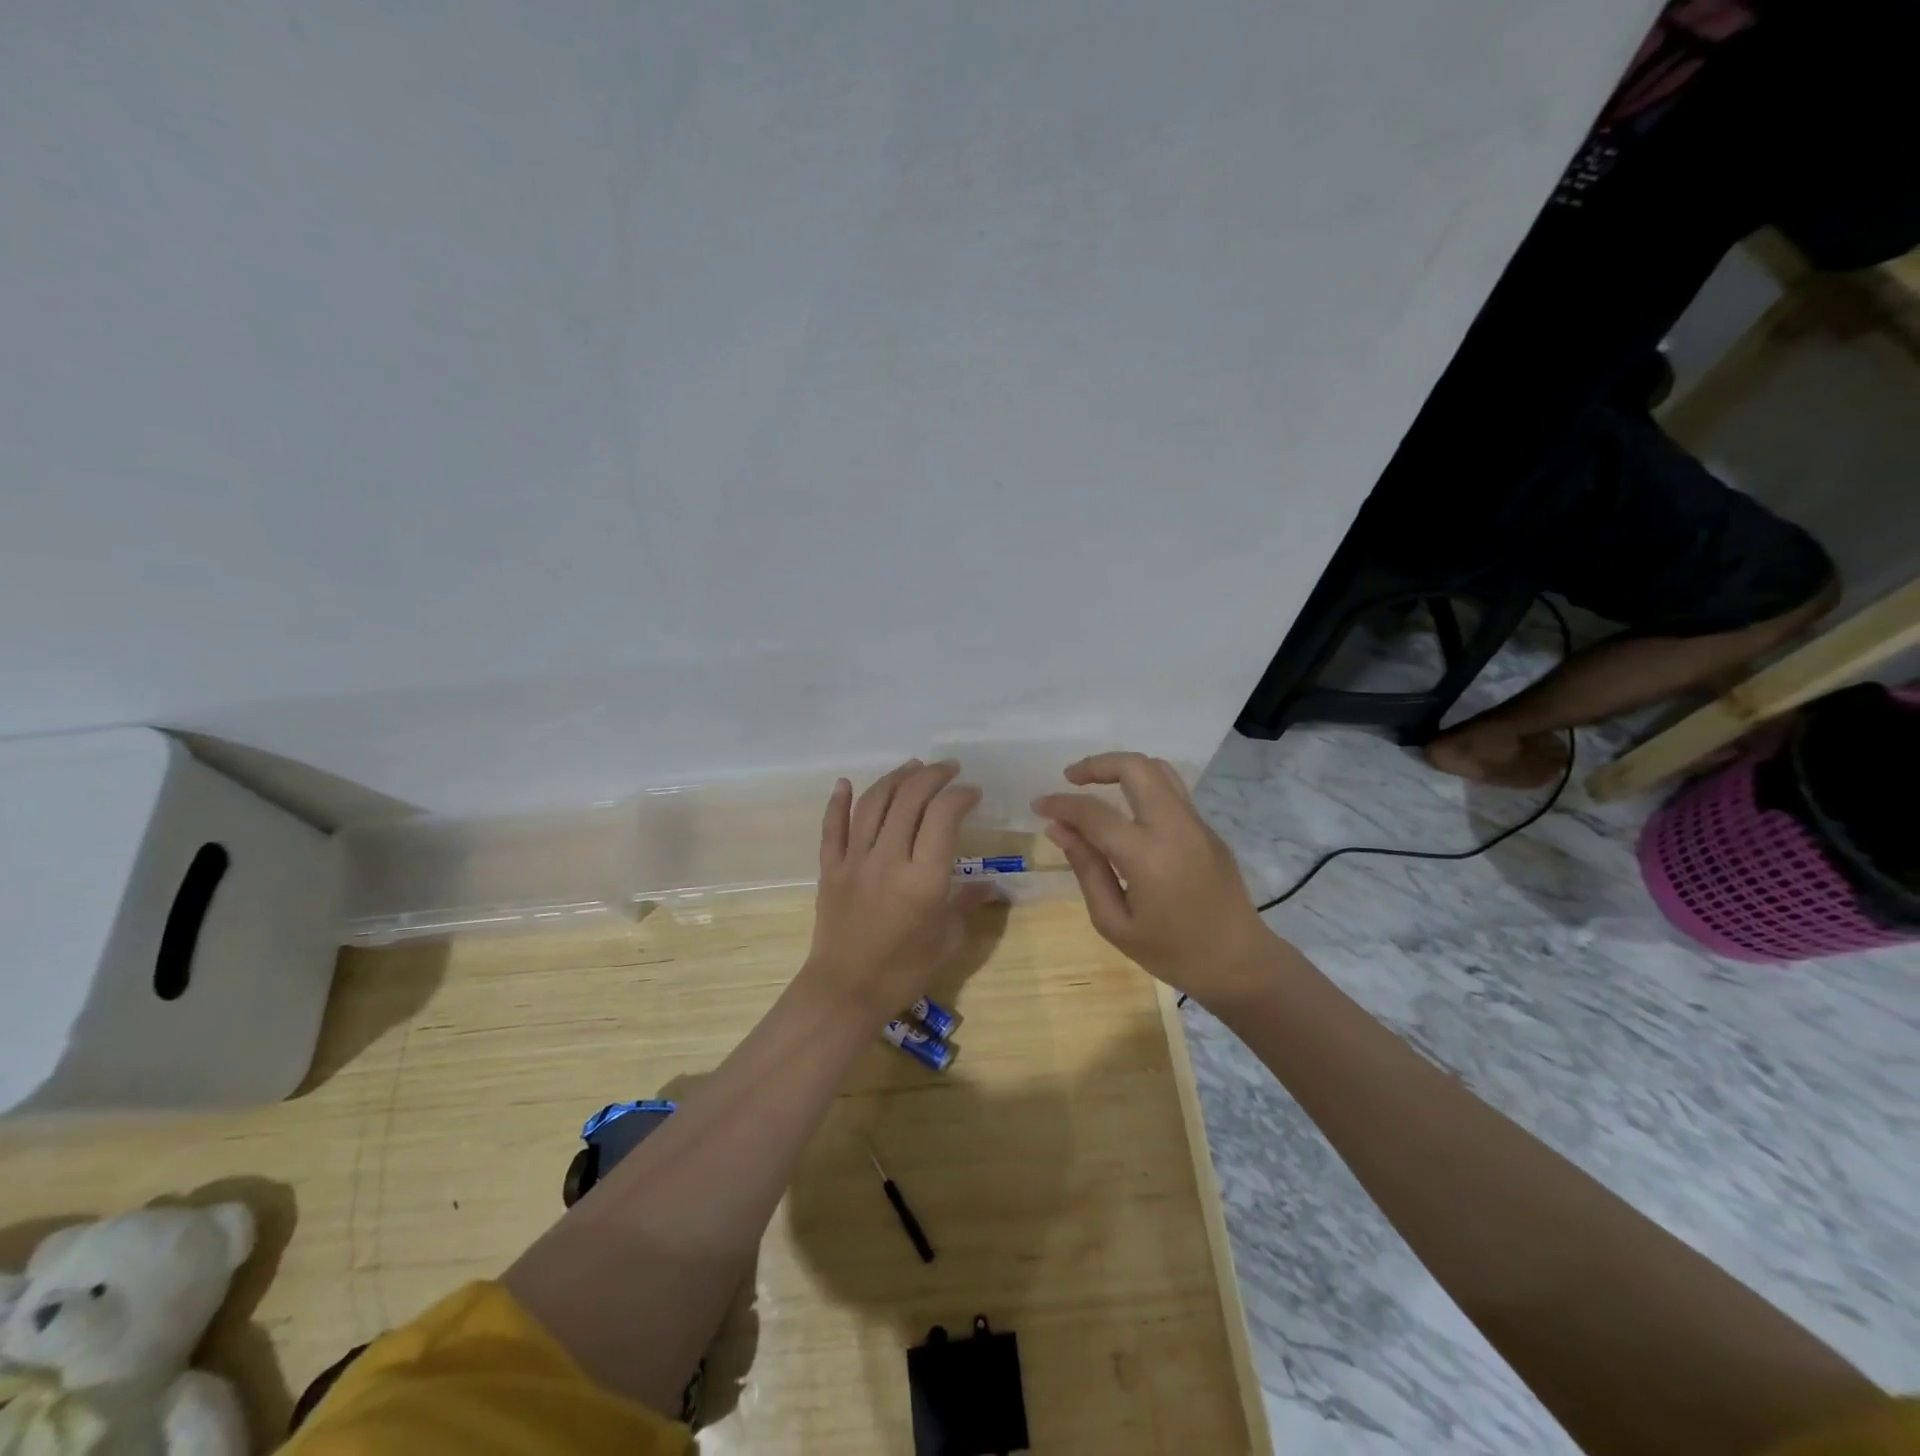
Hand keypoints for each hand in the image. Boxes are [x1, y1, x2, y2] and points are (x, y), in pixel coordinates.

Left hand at [804, 759, 996, 1021]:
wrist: (845, 992)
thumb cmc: (903, 970)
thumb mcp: (948, 940)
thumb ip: (969, 904)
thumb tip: (993, 885)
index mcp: (923, 877)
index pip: (943, 816)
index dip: (960, 795)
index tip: (972, 792)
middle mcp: (889, 858)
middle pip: (909, 799)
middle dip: (932, 776)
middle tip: (948, 769)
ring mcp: (855, 860)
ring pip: (872, 804)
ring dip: (894, 778)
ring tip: (912, 767)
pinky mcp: (830, 868)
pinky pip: (832, 827)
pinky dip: (837, 801)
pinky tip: (845, 782)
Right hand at [1033, 752, 1277, 1005]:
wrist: (1239, 963)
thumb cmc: (1171, 953)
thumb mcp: (1115, 922)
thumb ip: (1087, 868)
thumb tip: (1059, 829)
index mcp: (1148, 856)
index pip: (1095, 813)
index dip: (1061, 804)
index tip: (1039, 805)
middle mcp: (1175, 827)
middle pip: (1135, 767)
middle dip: (1097, 764)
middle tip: (1070, 779)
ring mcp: (1197, 824)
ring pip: (1159, 770)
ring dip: (1123, 768)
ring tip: (1096, 785)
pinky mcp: (1208, 829)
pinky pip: (1172, 792)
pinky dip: (1142, 787)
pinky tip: (1125, 812)